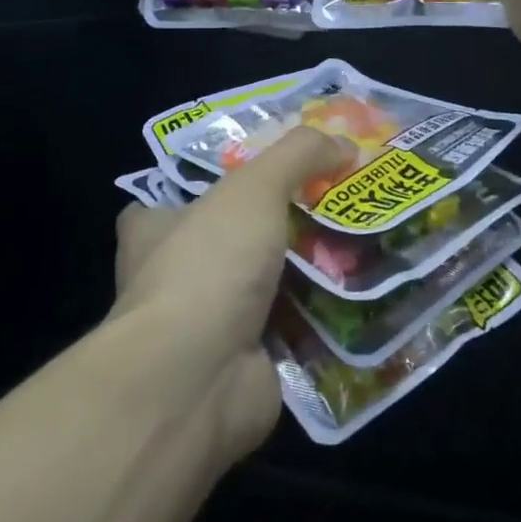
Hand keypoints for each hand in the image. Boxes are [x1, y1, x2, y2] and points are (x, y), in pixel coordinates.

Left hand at [112, 127, 347, 461]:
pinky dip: (324, 322)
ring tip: (362, 246)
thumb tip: (344, 142)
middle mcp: (174, 280)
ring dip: (308, 276)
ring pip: (265, 290)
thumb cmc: (209, 265)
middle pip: (227, 244)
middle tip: (332, 206)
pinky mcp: (245, 365)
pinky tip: (366, 300)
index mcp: (154, 233)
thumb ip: (297, 155)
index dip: (204, 189)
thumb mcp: (253, 188)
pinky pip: (293, 334)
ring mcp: (207, 328)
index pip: (165, 204)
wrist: (197, 378)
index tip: (253, 178)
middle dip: (275, 230)